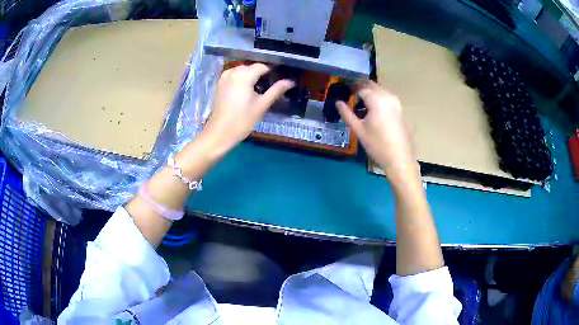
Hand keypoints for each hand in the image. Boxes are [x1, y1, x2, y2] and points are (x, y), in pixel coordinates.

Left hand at [202, 63, 293, 158]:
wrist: (220, 132)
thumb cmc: (243, 120)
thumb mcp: (262, 105)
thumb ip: (276, 90)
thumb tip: (290, 82)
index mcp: (244, 76)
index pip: (261, 66)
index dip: (271, 72)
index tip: (276, 81)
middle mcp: (233, 72)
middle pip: (251, 67)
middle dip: (259, 73)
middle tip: (267, 87)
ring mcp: (224, 78)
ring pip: (240, 70)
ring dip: (249, 75)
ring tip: (255, 89)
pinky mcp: (219, 84)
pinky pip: (232, 75)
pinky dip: (239, 79)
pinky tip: (243, 91)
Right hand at [337, 80, 416, 179]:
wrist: (400, 159)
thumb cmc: (377, 146)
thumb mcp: (359, 130)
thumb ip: (347, 114)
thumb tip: (338, 103)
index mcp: (377, 100)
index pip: (361, 87)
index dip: (351, 87)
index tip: (344, 89)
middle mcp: (388, 97)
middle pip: (372, 85)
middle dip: (361, 86)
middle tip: (351, 93)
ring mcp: (396, 103)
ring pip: (380, 91)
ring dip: (370, 92)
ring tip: (360, 103)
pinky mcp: (401, 110)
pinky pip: (387, 98)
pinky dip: (378, 99)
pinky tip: (373, 111)